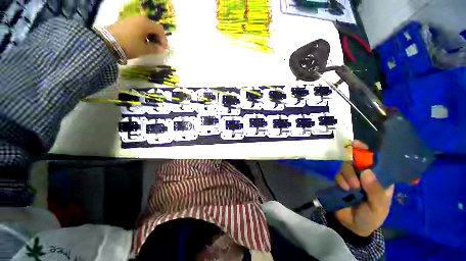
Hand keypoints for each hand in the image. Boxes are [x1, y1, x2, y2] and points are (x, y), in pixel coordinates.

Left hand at [106, 16, 167, 58]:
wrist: (107, 43)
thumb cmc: (130, 46)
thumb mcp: (145, 49)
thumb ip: (155, 48)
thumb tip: (161, 49)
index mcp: (146, 24)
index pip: (160, 30)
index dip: (164, 40)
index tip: (164, 49)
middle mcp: (139, 18)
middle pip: (153, 27)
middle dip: (157, 37)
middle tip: (158, 47)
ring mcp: (131, 19)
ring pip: (145, 27)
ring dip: (150, 36)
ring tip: (149, 45)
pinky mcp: (124, 22)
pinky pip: (137, 27)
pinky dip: (142, 34)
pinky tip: (141, 41)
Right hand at [334, 140, 393, 236]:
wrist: (352, 225)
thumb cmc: (371, 217)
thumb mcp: (378, 207)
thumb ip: (375, 190)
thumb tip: (366, 172)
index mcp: (380, 179)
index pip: (376, 161)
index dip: (369, 152)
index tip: (358, 144)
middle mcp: (365, 175)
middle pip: (358, 161)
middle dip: (355, 166)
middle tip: (355, 176)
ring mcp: (351, 177)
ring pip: (346, 166)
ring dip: (347, 175)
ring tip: (351, 188)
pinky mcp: (340, 181)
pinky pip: (338, 174)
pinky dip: (340, 180)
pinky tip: (344, 189)